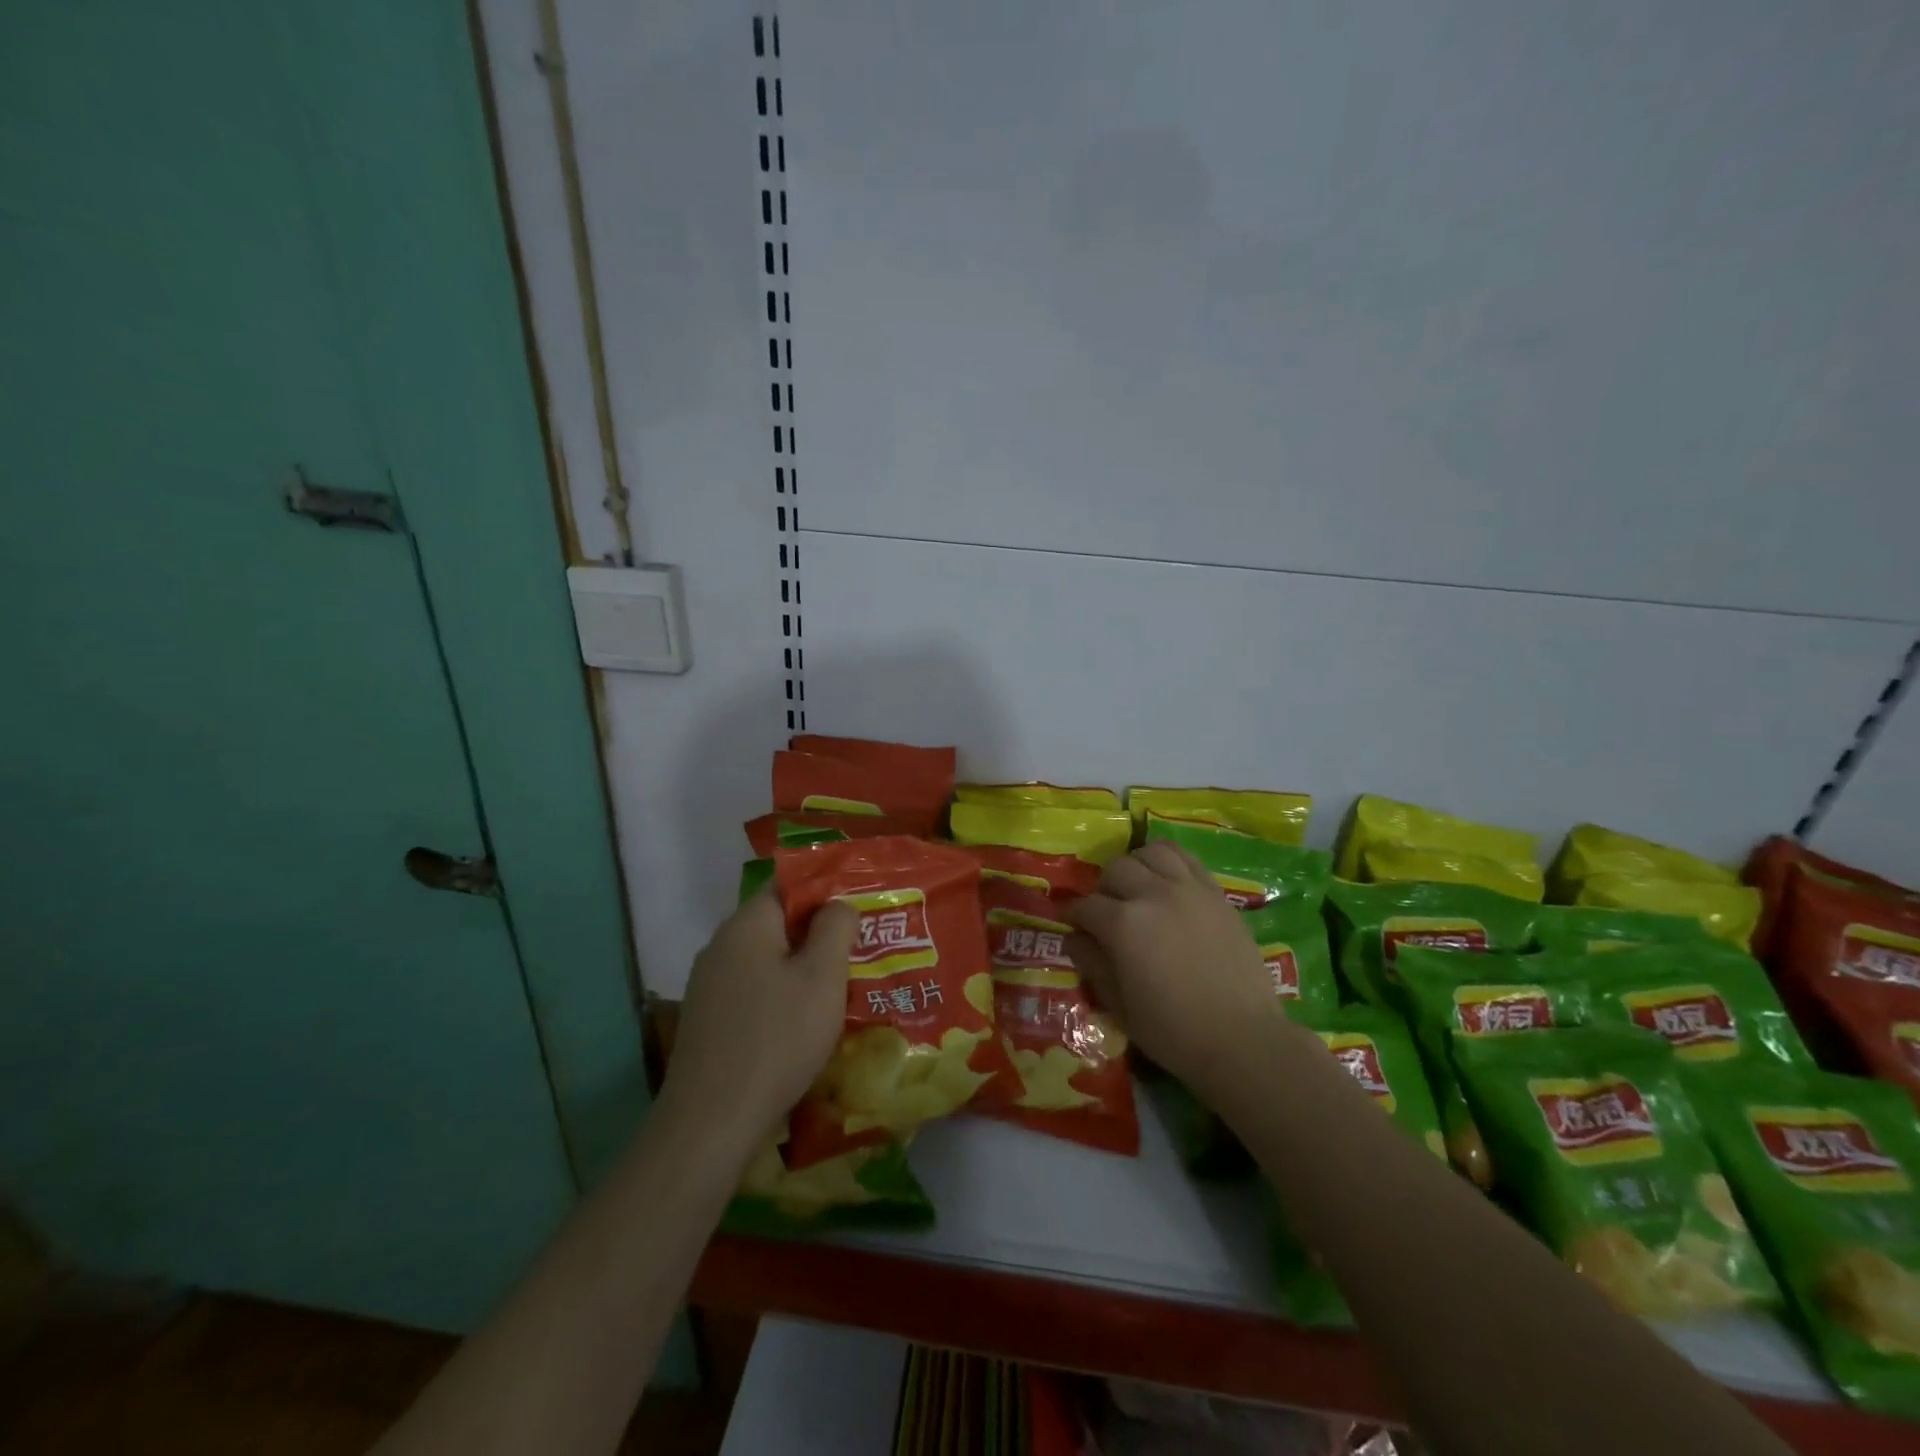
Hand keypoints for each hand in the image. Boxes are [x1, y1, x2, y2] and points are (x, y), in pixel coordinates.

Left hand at [662, 889, 857, 1147]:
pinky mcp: (708, 1020)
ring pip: (767, 960)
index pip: (788, 885)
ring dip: (802, 969)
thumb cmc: (777, 1039)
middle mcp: (721, 946)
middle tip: (861, 950)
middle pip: (777, 923)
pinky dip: (781, 996)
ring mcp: (709, 985)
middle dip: (818, 934)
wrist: (710, 1123)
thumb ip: (835, 928)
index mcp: (747, 925)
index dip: (826, 891)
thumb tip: (838, 904)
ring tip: (841, 988)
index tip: (860, 909)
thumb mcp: (822, 977)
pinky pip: (753, 991)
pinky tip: (804, 1023)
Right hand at [1067, 841, 1283, 1093]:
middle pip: (1116, 870)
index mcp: (1123, 923)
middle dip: (1103, 889)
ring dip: (1136, 866)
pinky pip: (1186, 858)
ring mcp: (1188, 888)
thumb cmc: (1173, 1031)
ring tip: (1137, 888)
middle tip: (1105, 911)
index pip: (1086, 905)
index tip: (1070, 923)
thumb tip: (1074, 937)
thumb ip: (1092, 964)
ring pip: (1151, 853)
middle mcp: (1153, 894)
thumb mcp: (1119, 1006)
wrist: (1242, 1038)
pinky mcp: (1216, 892)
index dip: (1073, 914)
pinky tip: (1166, 881)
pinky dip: (1168, 861)